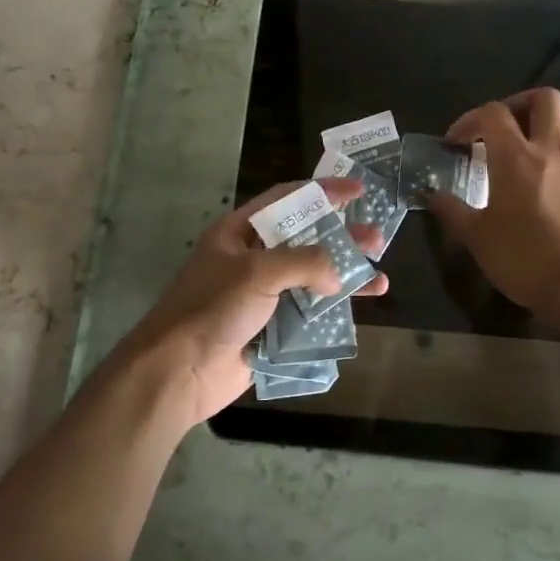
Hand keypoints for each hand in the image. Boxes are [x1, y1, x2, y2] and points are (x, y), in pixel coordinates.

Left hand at [117, 179, 387, 426]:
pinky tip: (358, 310)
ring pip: (312, 277)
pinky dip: (333, 310)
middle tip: (377, 238)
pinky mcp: (271, 328)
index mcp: (240, 232)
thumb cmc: (213, 307)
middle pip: (305, 239)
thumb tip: (336, 276)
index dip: (321, 191)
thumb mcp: (257, 271)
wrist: (180, 371)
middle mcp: (253, 258)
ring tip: (380, 279)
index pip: (286, 200)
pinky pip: (308, 313)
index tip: (356, 189)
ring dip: (344, 276)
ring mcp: (263, 295)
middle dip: (342, 237)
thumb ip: (304, 262)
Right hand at [429, 88, 559, 318]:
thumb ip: (452, 211)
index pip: (492, 113)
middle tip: (502, 127)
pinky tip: (559, 170)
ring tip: (535, 140)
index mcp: (515, 157)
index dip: (469, 120)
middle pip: (544, 99)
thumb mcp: (477, 237)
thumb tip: (433, 195)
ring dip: (554, 121)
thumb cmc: (524, 259)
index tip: (456, 144)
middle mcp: (551, 151)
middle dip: (519, 104)